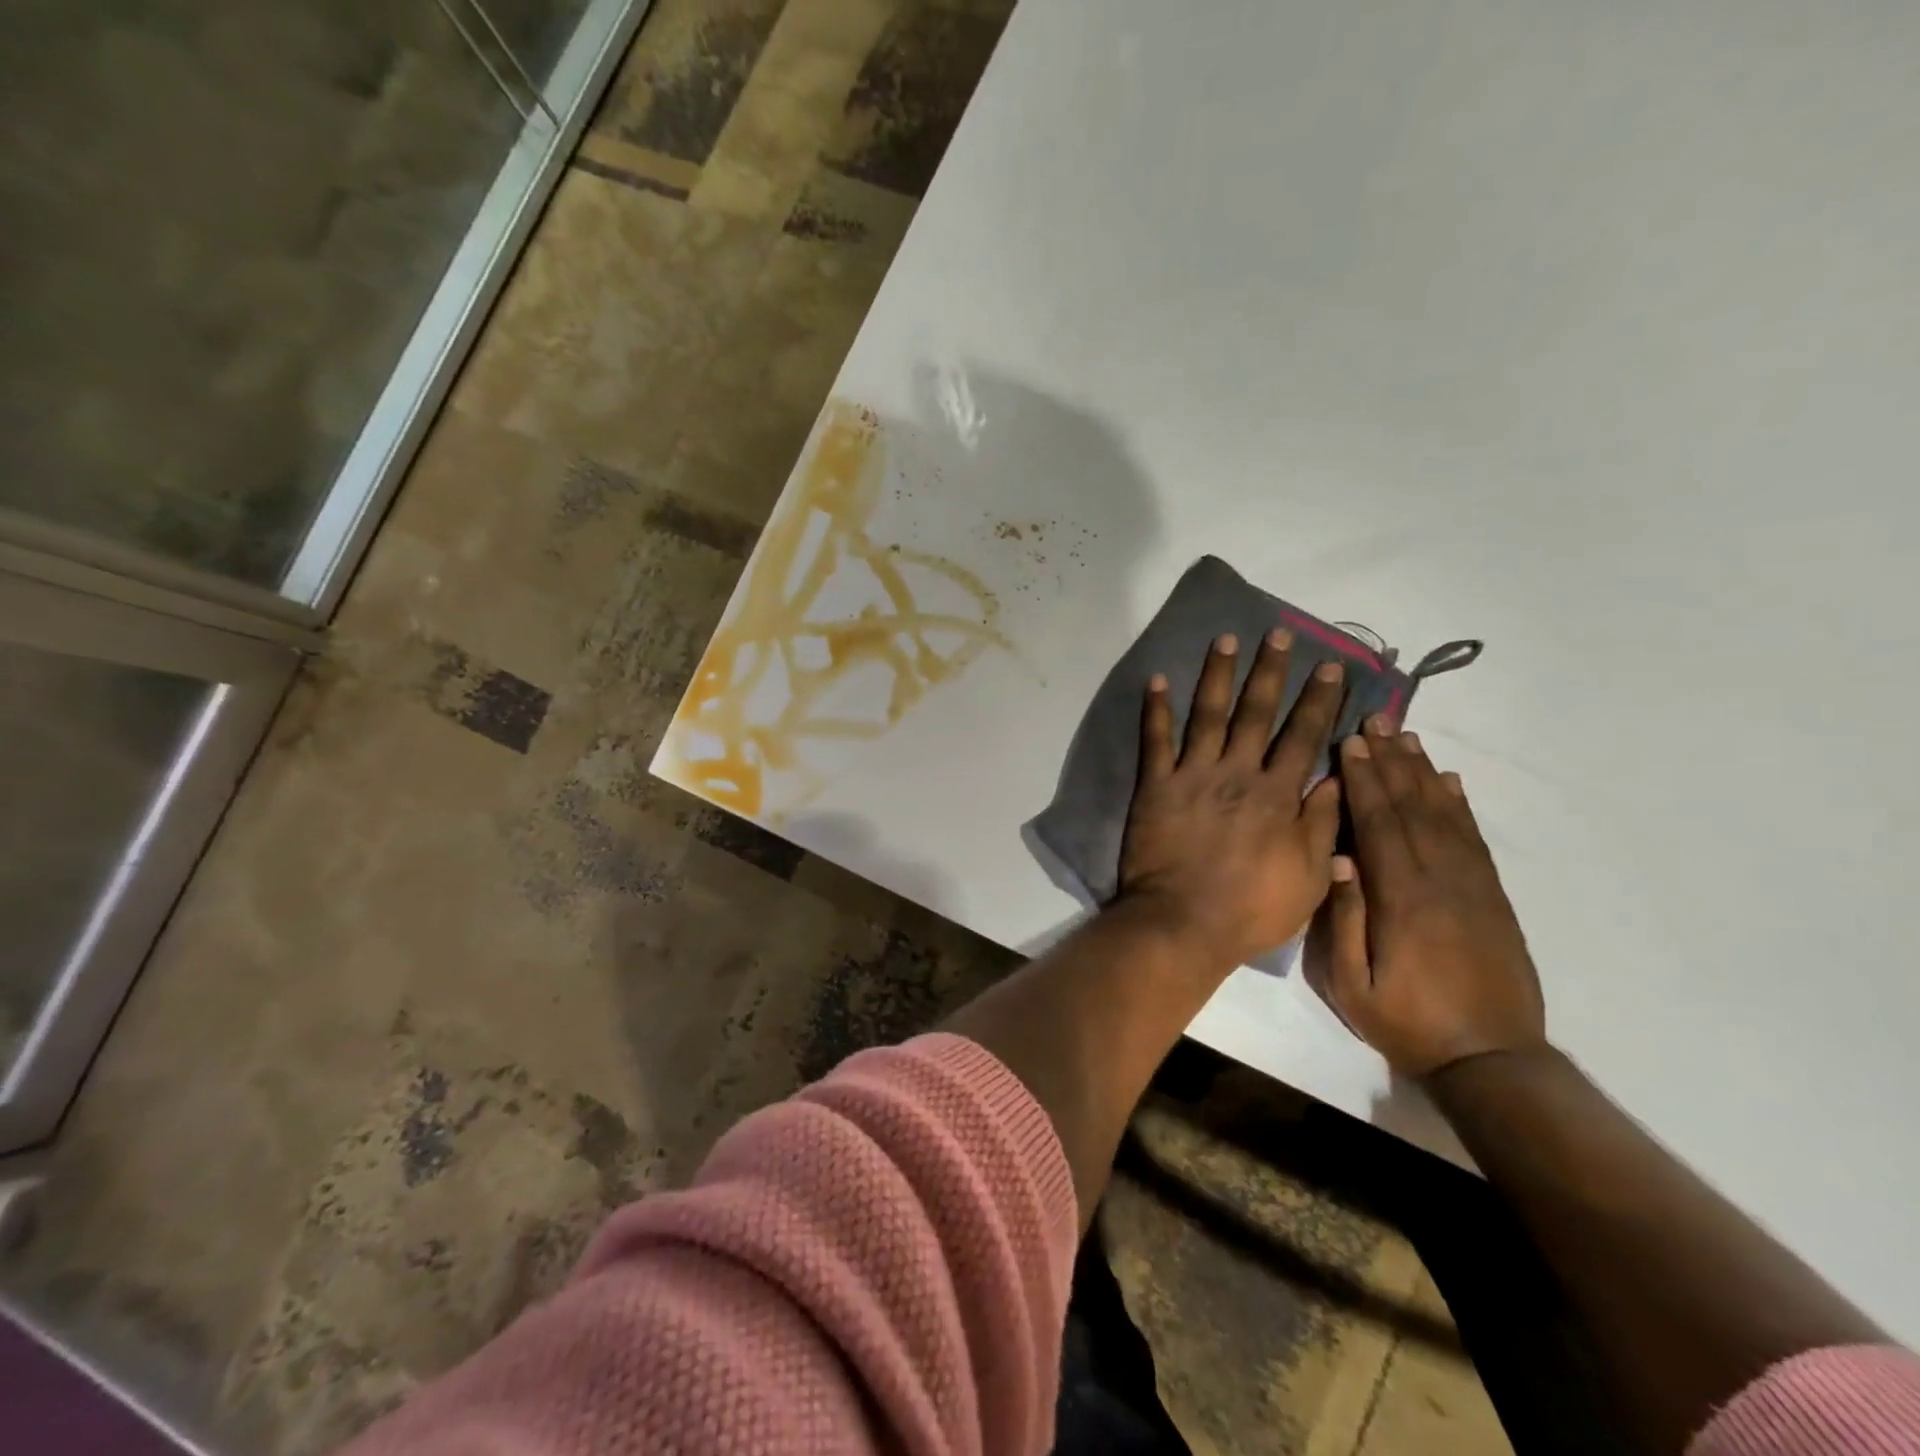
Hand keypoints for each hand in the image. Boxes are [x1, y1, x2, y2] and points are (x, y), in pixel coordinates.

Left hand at [1118, 629, 1347, 967]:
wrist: (1183, 924)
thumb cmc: (1251, 909)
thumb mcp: (1309, 876)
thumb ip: (1322, 825)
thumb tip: (1338, 780)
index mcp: (1277, 795)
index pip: (1303, 736)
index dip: (1319, 700)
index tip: (1330, 667)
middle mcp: (1237, 774)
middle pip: (1258, 713)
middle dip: (1271, 671)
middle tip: (1279, 634)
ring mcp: (1193, 776)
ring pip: (1209, 715)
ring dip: (1218, 675)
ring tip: (1226, 639)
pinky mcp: (1155, 786)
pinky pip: (1155, 740)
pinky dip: (1156, 709)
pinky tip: (1157, 679)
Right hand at [1305, 716, 1545, 1076]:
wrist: (1492, 1060)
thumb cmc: (1407, 1022)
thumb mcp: (1352, 984)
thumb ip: (1345, 919)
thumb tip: (1337, 858)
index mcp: (1402, 899)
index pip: (1379, 825)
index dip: (1364, 781)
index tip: (1350, 744)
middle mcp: (1441, 880)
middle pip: (1412, 808)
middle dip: (1391, 762)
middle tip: (1377, 721)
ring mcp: (1473, 886)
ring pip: (1445, 815)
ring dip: (1423, 773)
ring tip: (1407, 738)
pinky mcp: (1493, 897)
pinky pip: (1474, 839)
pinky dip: (1459, 806)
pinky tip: (1449, 783)